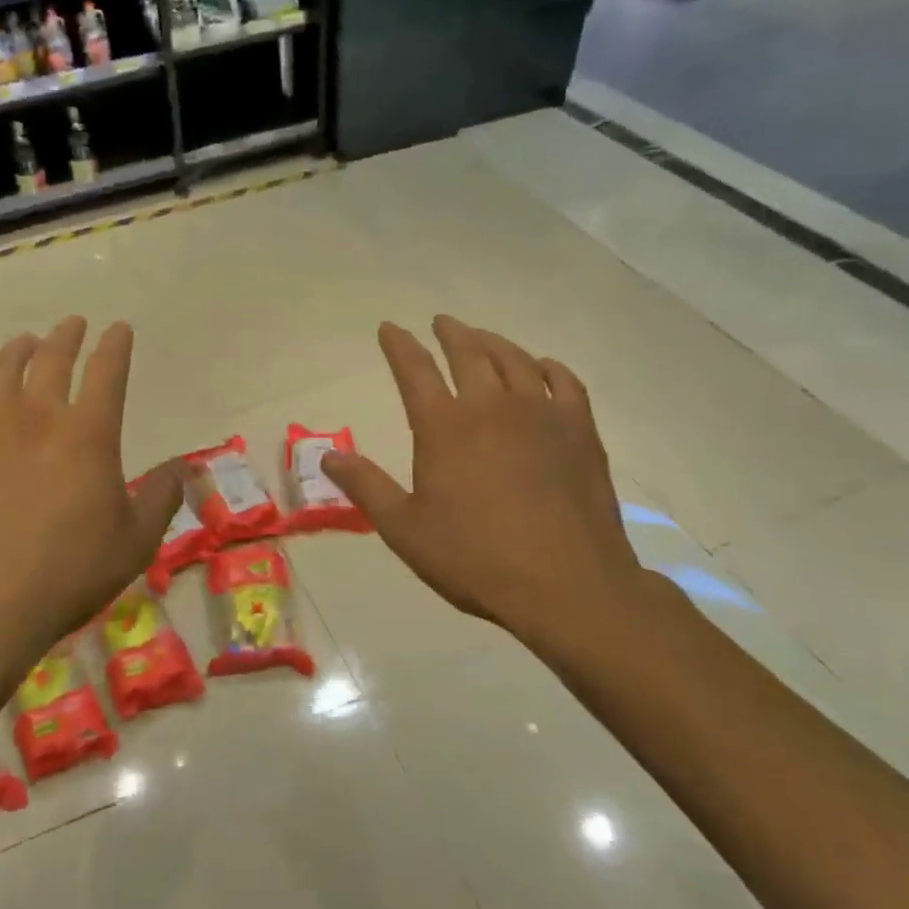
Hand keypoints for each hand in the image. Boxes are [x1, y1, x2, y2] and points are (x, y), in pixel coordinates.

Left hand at [0, 317, 183, 670]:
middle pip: (53, 359)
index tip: (118, 329)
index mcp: (89, 434)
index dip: (115, 346)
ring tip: (26, 342)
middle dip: (67, 336)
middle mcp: (39, 416)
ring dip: (18, 349)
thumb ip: (161, 498)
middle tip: (72, 324)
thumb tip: (182, 467)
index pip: (107, 372)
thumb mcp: (136, 543)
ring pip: (3, 369)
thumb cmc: (69, 574)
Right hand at [322, 316, 646, 662]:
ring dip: (493, 342)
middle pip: (468, 353)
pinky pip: (564, 382)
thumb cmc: (475, 559)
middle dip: (450, 333)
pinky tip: (542, 367)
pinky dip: (547, 367)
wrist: (568, 586)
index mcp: (444, 426)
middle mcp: (492, 406)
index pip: (414, 370)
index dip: (399, 345)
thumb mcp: (404, 529)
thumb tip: (328, 457)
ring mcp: (541, 414)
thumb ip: (366, 487)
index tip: (389, 328)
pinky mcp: (580, 431)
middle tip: (440, 322)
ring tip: (481, 338)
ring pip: (515, 360)